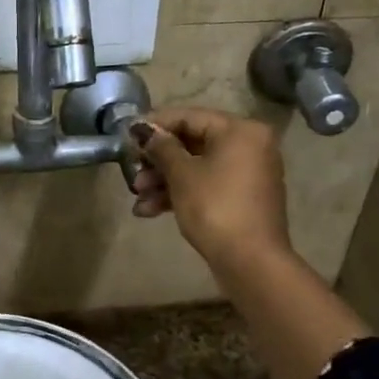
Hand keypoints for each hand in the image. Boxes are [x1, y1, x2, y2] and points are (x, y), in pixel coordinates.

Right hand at [128, 108, 292, 274]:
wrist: (250, 261)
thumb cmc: (215, 208)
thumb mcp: (182, 175)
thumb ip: (161, 148)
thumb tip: (144, 129)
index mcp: (240, 130)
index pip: (190, 116)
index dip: (156, 125)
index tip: (127, 135)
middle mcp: (249, 146)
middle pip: (193, 143)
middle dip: (158, 161)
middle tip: (132, 172)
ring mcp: (247, 174)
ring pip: (197, 168)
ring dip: (164, 181)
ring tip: (138, 198)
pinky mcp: (241, 198)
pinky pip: (207, 186)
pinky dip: (180, 194)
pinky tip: (150, 210)